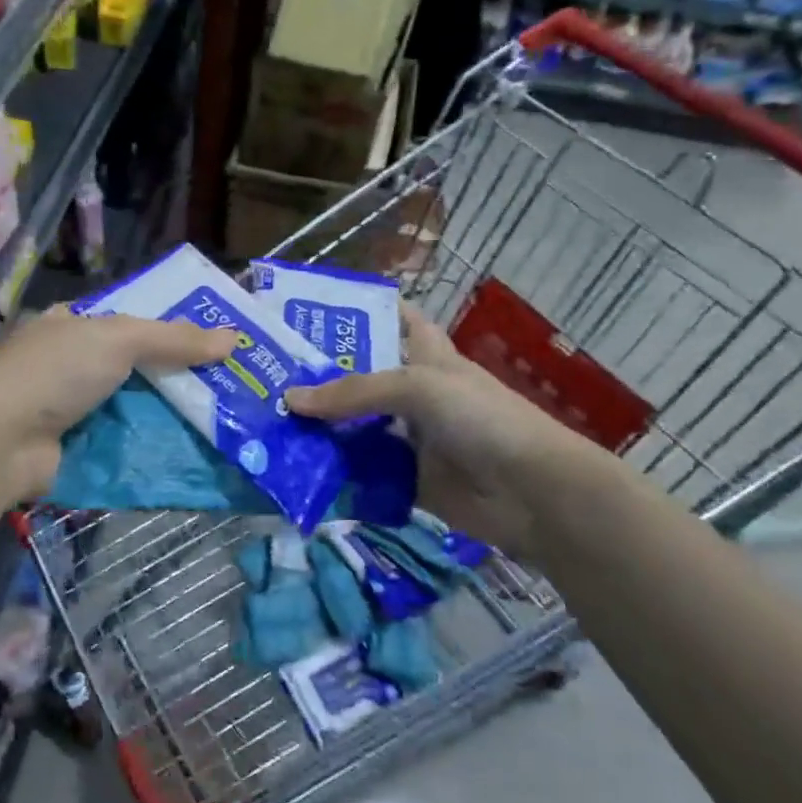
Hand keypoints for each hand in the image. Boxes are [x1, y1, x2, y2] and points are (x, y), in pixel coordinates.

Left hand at [0, 305, 237, 502]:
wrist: (0, 442)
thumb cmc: (56, 372)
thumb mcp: (118, 339)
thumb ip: (173, 339)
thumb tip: (233, 338)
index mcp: (73, 324)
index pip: (131, 320)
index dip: (173, 327)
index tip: (217, 339)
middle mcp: (71, 364)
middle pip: (137, 367)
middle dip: (180, 376)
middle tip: (234, 383)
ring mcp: (73, 410)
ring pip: (135, 408)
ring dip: (172, 416)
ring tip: (228, 419)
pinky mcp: (77, 449)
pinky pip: (126, 444)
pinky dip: (154, 447)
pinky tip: (195, 452)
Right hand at [286, 305, 595, 561]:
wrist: (534, 494)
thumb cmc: (482, 419)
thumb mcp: (419, 387)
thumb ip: (355, 392)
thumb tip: (290, 400)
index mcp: (427, 356)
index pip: (396, 319)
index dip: (363, 309)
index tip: (314, 308)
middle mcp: (415, 395)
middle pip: (362, 379)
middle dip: (321, 377)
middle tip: (268, 372)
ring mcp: (411, 439)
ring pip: (358, 429)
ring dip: (322, 429)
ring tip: (269, 423)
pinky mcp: (407, 481)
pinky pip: (364, 475)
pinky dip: (336, 474)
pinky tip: (297, 470)